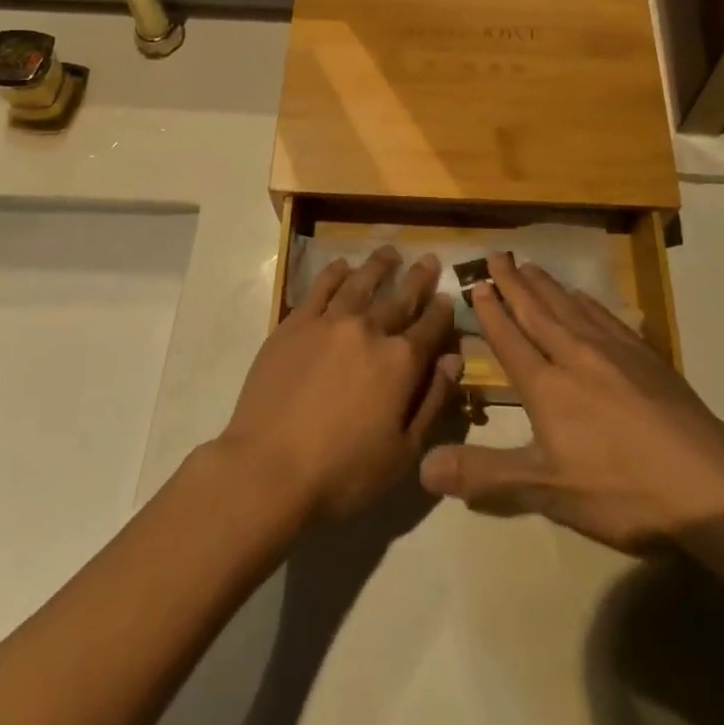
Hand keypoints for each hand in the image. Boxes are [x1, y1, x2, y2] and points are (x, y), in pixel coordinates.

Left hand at [218, 246, 459, 523]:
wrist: (269, 468)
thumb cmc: (342, 472)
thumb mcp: (403, 452)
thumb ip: (433, 401)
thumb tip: (454, 360)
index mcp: (400, 362)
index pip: (430, 327)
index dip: (442, 312)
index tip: (447, 297)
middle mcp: (369, 330)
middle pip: (400, 297)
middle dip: (418, 278)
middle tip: (428, 259)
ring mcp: (330, 322)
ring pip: (361, 282)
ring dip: (379, 265)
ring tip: (389, 252)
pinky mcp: (296, 323)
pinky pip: (320, 287)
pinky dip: (335, 273)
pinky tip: (342, 266)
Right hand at [418, 255, 723, 551]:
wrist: (706, 482)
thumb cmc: (621, 490)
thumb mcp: (548, 490)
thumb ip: (486, 475)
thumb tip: (424, 465)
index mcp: (547, 387)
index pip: (510, 340)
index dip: (491, 312)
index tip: (477, 284)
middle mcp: (574, 356)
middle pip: (537, 312)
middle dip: (514, 283)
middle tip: (496, 255)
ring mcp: (613, 351)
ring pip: (569, 307)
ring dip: (546, 285)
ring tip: (529, 265)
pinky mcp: (645, 355)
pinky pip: (605, 316)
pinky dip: (587, 301)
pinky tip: (583, 296)